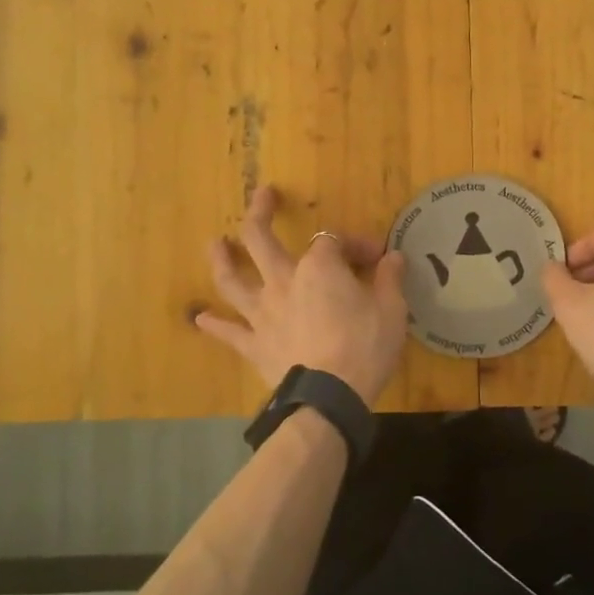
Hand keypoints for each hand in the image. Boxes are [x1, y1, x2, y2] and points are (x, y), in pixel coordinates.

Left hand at [195, 186, 407, 407]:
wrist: (329, 398)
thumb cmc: (365, 348)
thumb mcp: (392, 311)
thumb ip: (390, 280)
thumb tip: (393, 257)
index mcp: (318, 268)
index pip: (333, 241)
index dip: (354, 243)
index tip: (376, 257)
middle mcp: (282, 281)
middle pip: (260, 239)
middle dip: (260, 213)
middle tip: (262, 196)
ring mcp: (263, 313)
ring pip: (232, 280)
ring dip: (222, 259)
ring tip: (214, 243)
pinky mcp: (254, 344)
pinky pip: (229, 332)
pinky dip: (214, 324)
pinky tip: (200, 318)